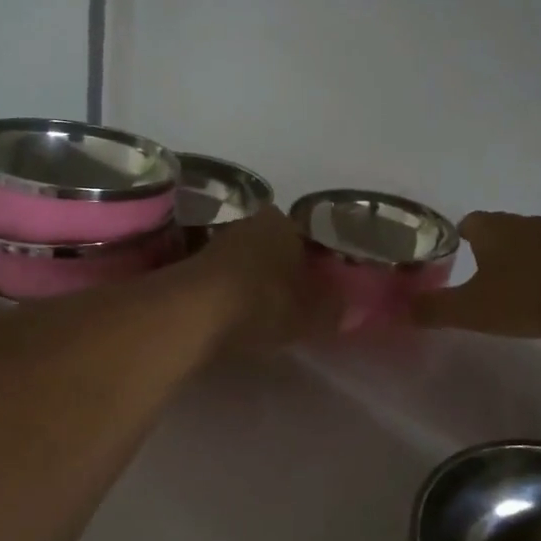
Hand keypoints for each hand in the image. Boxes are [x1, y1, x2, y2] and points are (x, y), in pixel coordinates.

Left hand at [189, 205, 338, 348]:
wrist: (195, 312)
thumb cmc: (263, 302)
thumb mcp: (310, 314)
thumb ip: (333, 310)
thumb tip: (350, 309)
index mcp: (282, 222)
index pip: (305, 235)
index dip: (313, 260)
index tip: (318, 285)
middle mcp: (249, 223)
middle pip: (272, 245)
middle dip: (281, 268)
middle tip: (293, 300)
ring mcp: (215, 242)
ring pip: (245, 261)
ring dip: (253, 282)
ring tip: (264, 314)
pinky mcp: (190, 267)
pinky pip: (222, 280)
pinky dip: (230, 295)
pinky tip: (235, 318)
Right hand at [412, 212, 540, 337]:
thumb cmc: (527, 295)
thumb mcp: (473, 310)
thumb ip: (436, 309)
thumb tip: (402, 308)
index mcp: (491, 228)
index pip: (467, 222)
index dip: (458, 238)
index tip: (454, 258)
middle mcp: (522, 222)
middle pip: (498, 229)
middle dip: (488, 248)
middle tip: (479, 275)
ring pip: (528, 240)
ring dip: (519, 258)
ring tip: (513, 286)